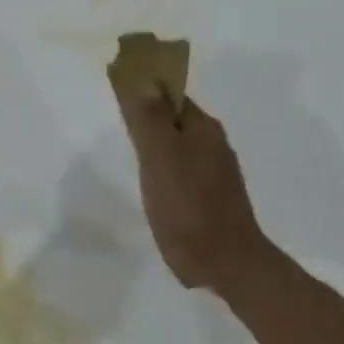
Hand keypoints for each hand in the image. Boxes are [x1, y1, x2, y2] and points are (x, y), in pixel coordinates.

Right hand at [111, 83, 267, 292]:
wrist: (224, 261)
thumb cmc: (187, 207)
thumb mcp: (161, 159)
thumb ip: (151, 121)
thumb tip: (146, 81)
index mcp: (203, 130)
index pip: (172, 97)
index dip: (147, 93)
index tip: (120, 97)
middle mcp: (213, 146)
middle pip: (176, 122)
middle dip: (152, 119)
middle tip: (120, 126)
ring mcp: (215, 175)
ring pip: (180, 149)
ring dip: (159, 147)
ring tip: (132, 155)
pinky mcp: (210, 200)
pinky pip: (184, 174)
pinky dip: (167, 172)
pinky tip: (154, 185)